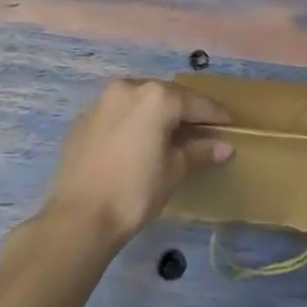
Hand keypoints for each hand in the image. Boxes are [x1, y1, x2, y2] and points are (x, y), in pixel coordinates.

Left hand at [42, 80, 232, 251]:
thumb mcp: (174, 171)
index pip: (194, 102)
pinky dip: (132, 121)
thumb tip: (224, 146)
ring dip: (156, 112)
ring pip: (140, 100)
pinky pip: (118, 113)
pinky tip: (136, 141)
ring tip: (169, 132)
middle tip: (201, 127)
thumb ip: (199, 152)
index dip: (214, 114)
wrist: (78, 218)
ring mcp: (103, 101)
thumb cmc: (135, 192)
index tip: (228, 123)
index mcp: (157, 97)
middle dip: (185, 110)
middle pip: (166, 95)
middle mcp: (130, 88)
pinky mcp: (84, 118)